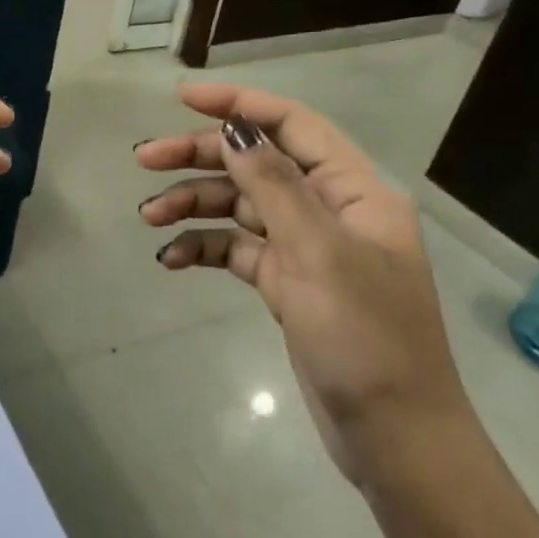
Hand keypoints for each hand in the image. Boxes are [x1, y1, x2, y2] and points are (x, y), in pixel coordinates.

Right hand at [136, 84, 470, 482]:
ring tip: (148, 216)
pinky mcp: (286, 284)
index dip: (238, 105)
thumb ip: (274, 186)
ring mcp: (306, 248)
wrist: (393, 438)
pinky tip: (171, 259)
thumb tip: (233, 129)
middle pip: (256, 164)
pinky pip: (236, 250)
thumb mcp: (318, 255)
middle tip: (144, 161)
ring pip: (240, 206)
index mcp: (353, 191)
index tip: (181, 99)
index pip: (291, 126)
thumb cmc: (366, 339)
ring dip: (194, 205)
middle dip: (200, 158)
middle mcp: (329, 210)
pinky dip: (204, 248)